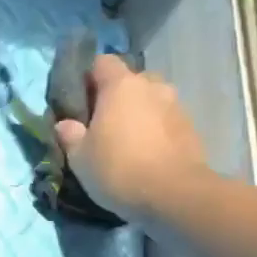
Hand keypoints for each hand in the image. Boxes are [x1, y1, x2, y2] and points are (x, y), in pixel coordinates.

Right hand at [53, 54, 209, 221]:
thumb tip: (65, 124)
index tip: (80, 100)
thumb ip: (70, 136)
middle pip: (130, 80)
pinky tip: (146, 154)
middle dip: (116, 96)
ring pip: (150, 100)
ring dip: (138, 113)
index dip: (89, 77)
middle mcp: (151, 86)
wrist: (174, 195)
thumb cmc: (118, 169)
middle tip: (103, 123)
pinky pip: (165, 120)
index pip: (102, 62)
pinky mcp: (190, 127)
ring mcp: (175, 105)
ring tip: (127, 141)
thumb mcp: (80, 158)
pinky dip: (155, 130)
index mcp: (120, 86)